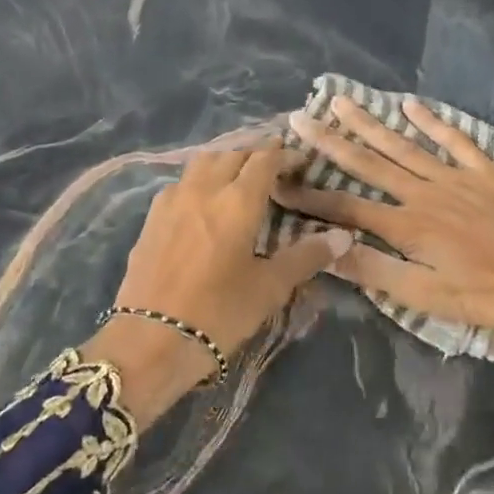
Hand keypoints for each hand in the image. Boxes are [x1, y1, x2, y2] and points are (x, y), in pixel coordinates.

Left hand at [85, 146, 351, 425]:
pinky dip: (199, 180)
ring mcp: (173, 200)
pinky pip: (181, 182)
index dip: (285, 155)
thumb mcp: (269, 288)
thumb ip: (305, 257)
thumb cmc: (218, 313)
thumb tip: (343, 237)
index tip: (300, 163)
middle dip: (256, 154)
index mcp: (238, 200)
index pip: (265, 158)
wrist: (150, 340)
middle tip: (273, 171)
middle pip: (233, 153)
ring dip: (225, 161)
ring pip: (203, 162)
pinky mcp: (151, 217)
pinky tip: (204, 202)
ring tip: (239, 178)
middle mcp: (204, 189)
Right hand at [274, 97, 493, 350]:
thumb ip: (378, 273)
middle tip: (299, 119)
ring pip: (403, 145)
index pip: (347, 208)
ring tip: (340, 102)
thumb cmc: (489, 296)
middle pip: (369, 164)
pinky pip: (454, 139)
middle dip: (331, 142)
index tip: (278, 182)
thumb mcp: (429, 298)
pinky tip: (409, 104)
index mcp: (407, 226)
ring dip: (370, 123)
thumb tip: (329, 250)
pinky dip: (431, 121)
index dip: (310, 198)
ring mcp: (455, 176)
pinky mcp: (484, 171)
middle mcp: (423, 192)